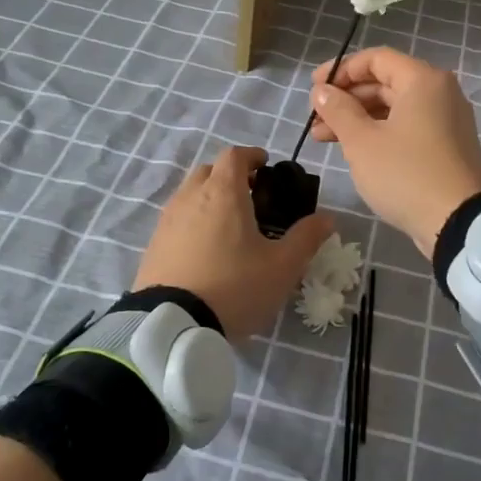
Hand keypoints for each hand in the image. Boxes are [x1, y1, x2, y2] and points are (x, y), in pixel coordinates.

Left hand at [133, 146, 332, 339]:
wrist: (172, 325)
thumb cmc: (234, 287)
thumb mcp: (282, 267)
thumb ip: (306, 238)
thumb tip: (326, 218)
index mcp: (222, 193)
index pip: (234, 155)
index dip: (252, 156)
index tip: (266, 166)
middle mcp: (190, 197)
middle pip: (209, 171)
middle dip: (230, 176)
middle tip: (251, 198)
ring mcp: (167, 221)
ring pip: (189, 194)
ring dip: (209, 198)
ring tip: (228, 226)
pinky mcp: (154, 245)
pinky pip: (176, 220)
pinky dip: (192, 222)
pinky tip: (205, 250)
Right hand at [308, 48, 480, 257]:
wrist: (459, 223)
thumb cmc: (406, 174)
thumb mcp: (362, 142)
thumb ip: (338, 110)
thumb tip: (322, 91)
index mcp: (423, 80)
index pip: (376, 59)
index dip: (341, 69)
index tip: (314, 89)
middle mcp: (440, 92)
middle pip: (385, 82)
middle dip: (346, 98)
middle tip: (315, 119)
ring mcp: (447, 120)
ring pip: (394, 107)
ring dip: (358, 118)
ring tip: (323, 138)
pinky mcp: (447, 145)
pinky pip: (408, 126)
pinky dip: (380, 132)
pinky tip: (354, 149)